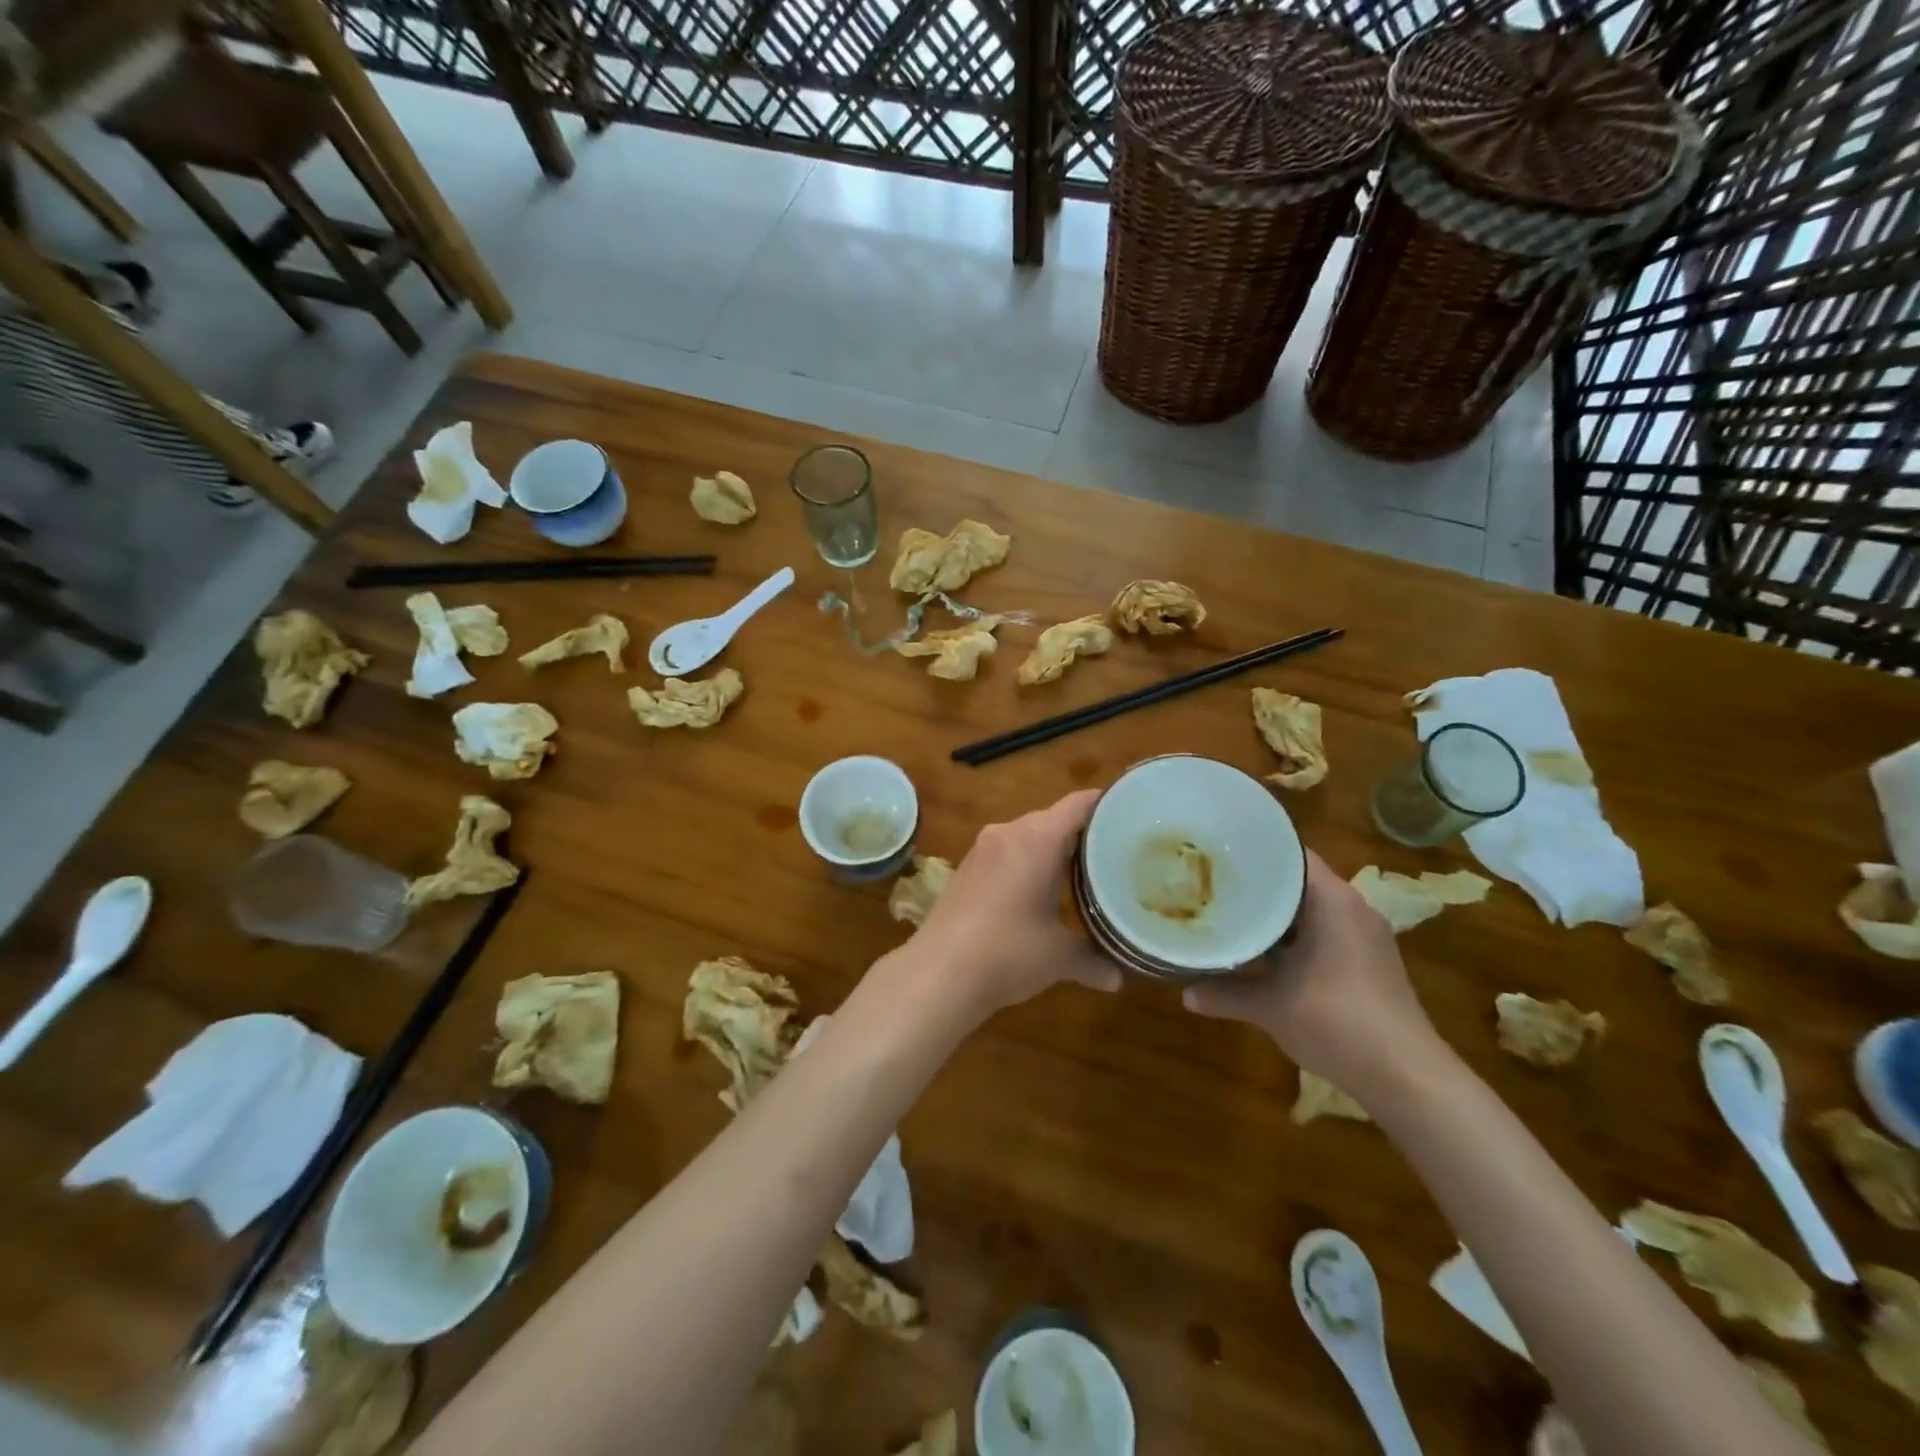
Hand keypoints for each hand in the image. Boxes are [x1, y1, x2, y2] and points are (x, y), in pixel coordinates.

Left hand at [908, 789, 1121, 1017]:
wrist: (938, 973)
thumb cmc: (1007, 953)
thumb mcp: (1058, 958)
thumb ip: (1092, 961)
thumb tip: (1119, 978)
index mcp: (1037, 841)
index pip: (1077, 805)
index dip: (1104, 804)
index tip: (1128, 813)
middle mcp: (1008, 833)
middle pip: (1052, 818)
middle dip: (1080, 833)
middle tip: (1110, 852)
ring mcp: (982, 848)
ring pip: (1025, 834)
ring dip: (1049, 848)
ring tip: (1078, 871)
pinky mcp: (965, 866)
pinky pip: (1005, 850)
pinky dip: (1024, 860)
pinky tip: (1034, 888)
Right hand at [1182, 850, 1438, 1096]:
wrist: (1407, 1078)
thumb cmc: (1337, 1021)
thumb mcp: (1270, 1006)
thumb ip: (1226, 993)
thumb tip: (1184, 994)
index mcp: (1332, 900)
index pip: (1290, 853)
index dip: (1252, 850)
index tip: (1216, 854)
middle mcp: (1352, 908)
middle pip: (1297, 882)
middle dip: (1256, 886)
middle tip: (1211, 885)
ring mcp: (1365, 936)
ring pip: (1309, 910)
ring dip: (1274, 916)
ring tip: (1229, 915)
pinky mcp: (1369, 962)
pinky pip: (1323, 933)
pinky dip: (1293, 938)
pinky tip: (1262, 954)